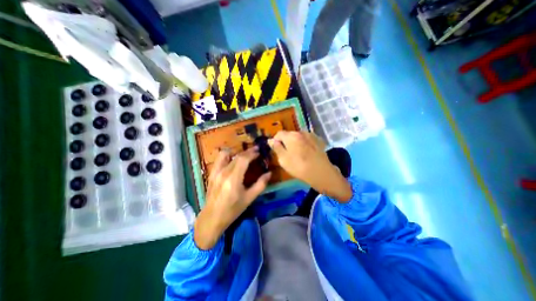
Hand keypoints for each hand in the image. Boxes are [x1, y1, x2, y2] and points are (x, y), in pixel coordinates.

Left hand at [194, 147, 271, 249]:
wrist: (212, 217)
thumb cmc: (233, 209)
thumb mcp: (249, 198)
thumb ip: (260, 184)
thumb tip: (269, 173)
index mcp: (233, 178)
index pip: (243, 159)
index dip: (252, 153)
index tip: (259, 152)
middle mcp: (223, 172)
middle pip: (236, 156)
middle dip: (247, 151)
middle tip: (256, 151)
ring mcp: (215, 172)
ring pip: (225, 154)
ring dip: (236, 151)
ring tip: (243, 154)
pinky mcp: (211, 173)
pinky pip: (219, 159)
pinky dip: (227, 156)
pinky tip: (232, 160)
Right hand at [267, 130, 352, 201]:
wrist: (321, 173)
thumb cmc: (299, 167)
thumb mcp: (283, 159)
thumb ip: (276, 148)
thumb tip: (270, 140)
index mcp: (291, 136)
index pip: (279, 134)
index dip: (275, 141)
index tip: (276, 149)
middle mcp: (301, 132)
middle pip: (289, 135)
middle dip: (285, 142)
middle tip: (286, 154)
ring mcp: (311, 136)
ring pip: (298, 137)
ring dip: (295, 143)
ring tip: (297, 154)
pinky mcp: (318, 141)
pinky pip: (307, 140)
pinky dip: (303, 144)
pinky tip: (306, 153)